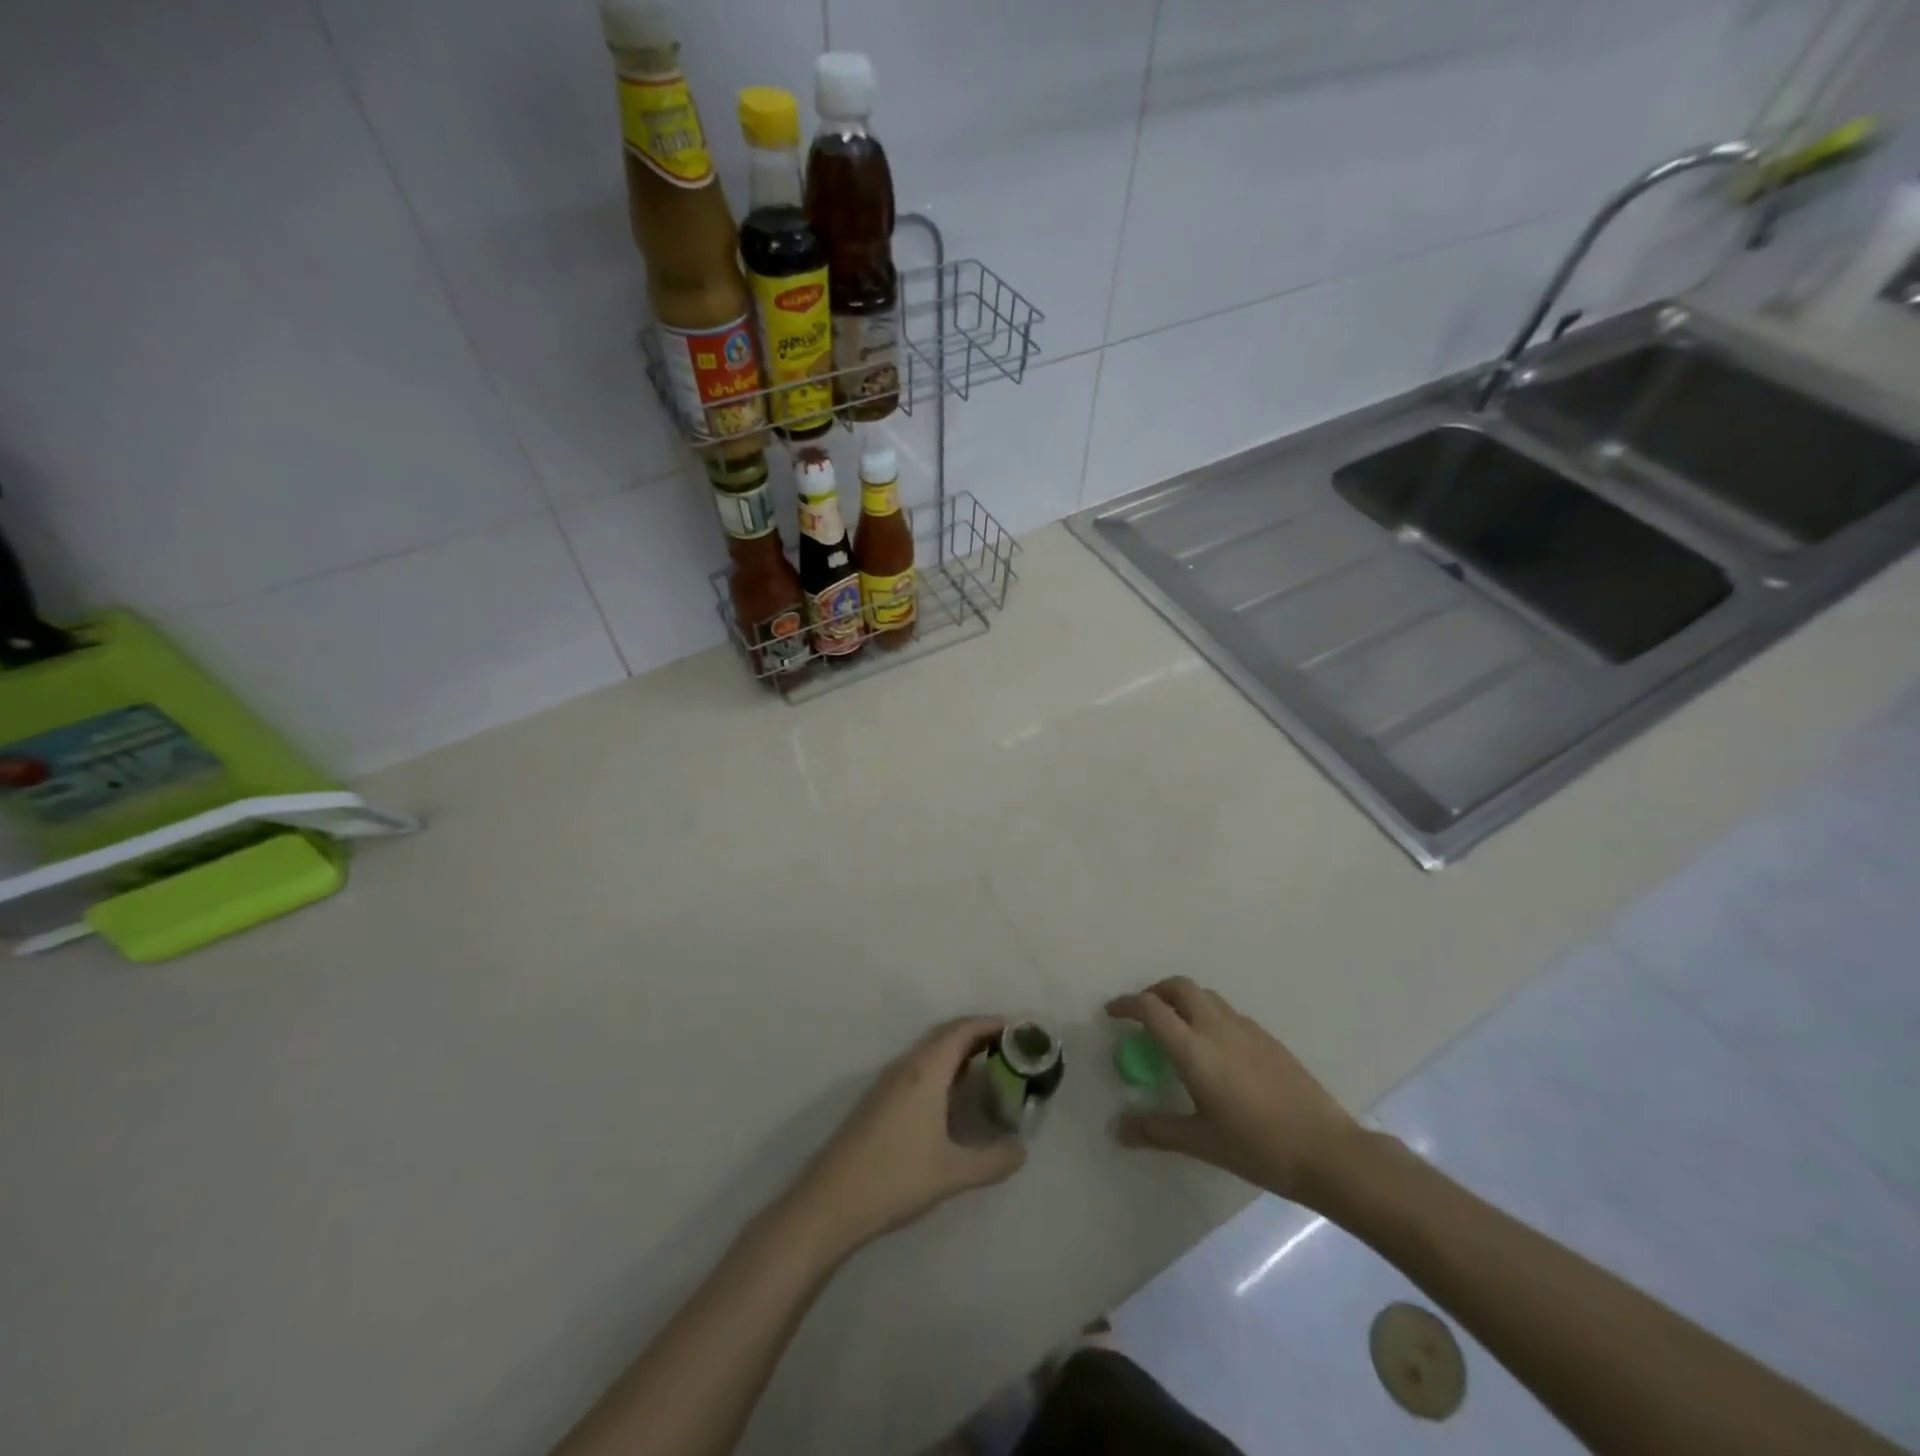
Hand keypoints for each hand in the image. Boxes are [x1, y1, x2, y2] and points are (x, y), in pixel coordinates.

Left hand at [792, 1017, 1026, 1252]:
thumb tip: (1021, 1150)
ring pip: (930, 1051)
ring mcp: (889, 1082)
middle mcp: (906, 1066)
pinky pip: (919, 1067)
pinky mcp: (880, 1099)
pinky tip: (955, 1095)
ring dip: (960, 1051)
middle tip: (1011, 1048)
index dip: (991, 1024)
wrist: (830, 1201)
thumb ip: (992, 1160)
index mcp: (925, 1071)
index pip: (962, 1030)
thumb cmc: (895, 1178)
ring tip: (991, 1067)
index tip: (1020, 1030)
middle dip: (979, 1034)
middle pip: (946, 1034)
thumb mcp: (952, 1173)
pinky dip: (944, 1067)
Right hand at [1106, 978, 1364, 1205]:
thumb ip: (1157, 1130)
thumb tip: (1118, 1130)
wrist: (1326, 1150)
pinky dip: (1208, 1015)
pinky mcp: (1267, 1038)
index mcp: (1194, 1049)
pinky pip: (1227, 1012)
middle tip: (1143, 1014)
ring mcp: (1246, 1028)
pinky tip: (1214, 1050)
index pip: (1151, 1009)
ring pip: (1205, 996)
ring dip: (1182, 1000)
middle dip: (1155, 992)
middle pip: (1179, 987)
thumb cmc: (1257, 1147)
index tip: (1112, 1012)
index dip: (1126, 1004)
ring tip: (1176, 1029)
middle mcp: (1217, 1027)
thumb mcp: (1202, 1142)